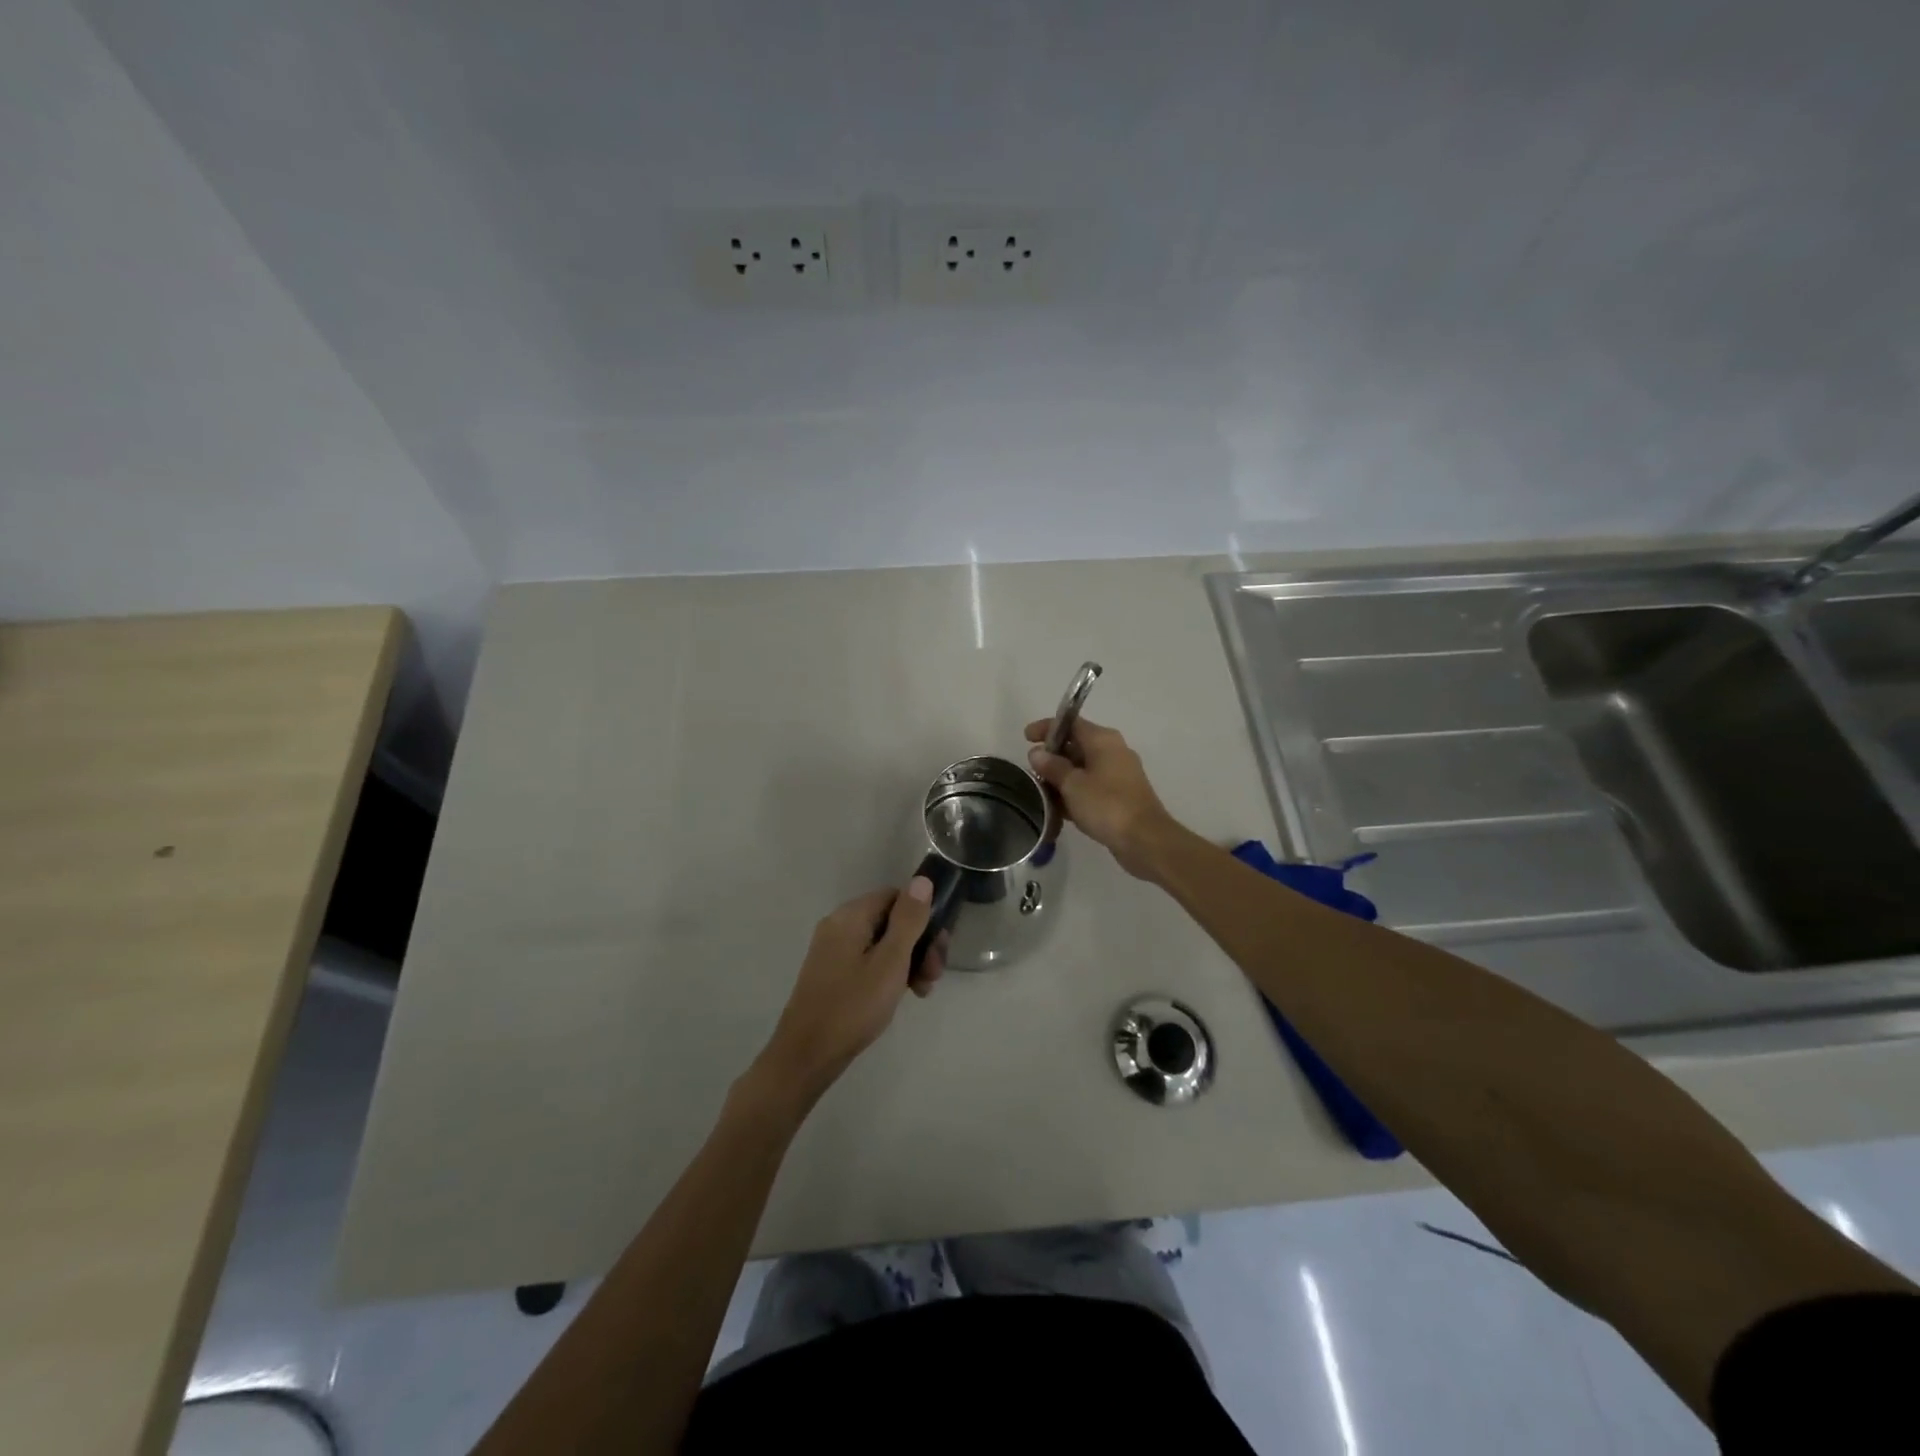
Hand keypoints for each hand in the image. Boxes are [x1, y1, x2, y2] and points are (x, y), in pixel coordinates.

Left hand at [755, 877, 945, 1103]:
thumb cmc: (853, 1006)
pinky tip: (900, 996)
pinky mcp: (831, 973)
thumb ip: (908, 920)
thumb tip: (922, 880)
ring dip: (907, 961)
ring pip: (881, 943)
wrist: (807, 1055)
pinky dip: (888, 973)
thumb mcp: (890, 962)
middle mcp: (838, 926)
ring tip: (921, 991)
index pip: (895, 896)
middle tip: (933, 976)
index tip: (938, 948)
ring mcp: (833, 951)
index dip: (922, 917)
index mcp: (850, 916)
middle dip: (918, 944)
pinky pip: (868, 960)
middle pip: (890, 920)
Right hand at [1023, 715, 1175, 879]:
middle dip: (1052, 758)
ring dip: (1061, 779)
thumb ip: (1052, 766)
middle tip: (1031, 772)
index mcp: (1103, 740)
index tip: (1025, 739)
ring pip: (1082, 769)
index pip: (1070, 723)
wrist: (1144, 839)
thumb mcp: (1072, 784)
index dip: (1046, 728)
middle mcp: (1112, 751)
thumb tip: (1037, 752)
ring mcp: (1118, 774)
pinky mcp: (1120, 796)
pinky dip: (1074, 794)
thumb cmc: (1106, 805)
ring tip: (1040, 794)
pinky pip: (1091, 787)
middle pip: (1076, 746)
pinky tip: (1058, 811)